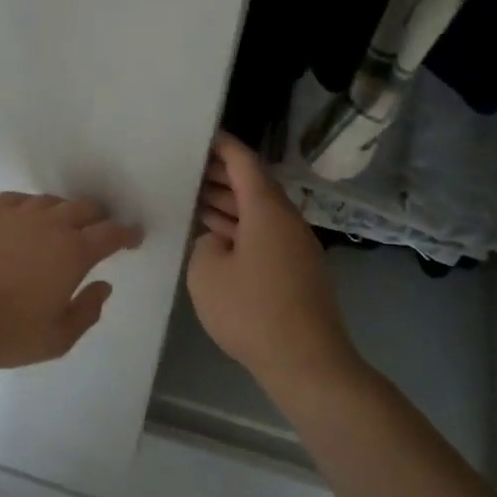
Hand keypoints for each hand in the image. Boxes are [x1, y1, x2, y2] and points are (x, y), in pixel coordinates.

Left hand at [0, 193, 143, 372]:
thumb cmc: (7, 334)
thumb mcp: (58, 339)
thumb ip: (88, 311)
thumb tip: (103, 285)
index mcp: (73, 253)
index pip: (111, 233)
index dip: (127, 233)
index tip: (133, 236)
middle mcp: (49, 224)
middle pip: (84, 207)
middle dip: (98, 217)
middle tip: (99, 229)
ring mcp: (15, 213)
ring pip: (50, 201)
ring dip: (63, 212)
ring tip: (59, 227)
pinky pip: (16, 199)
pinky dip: (29, 208)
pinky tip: (23, 220)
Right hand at [187, 133, 353, 386]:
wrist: (307, 362)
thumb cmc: (252, 311)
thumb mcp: (206, 273)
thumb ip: (206, 245)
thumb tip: (220, 241)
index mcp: (267, 211)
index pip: (245, 163)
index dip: (224, 146)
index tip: (204, 134)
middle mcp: (287, 221)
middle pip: (255, 186)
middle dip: (223, 175)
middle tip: (189, 168)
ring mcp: (296, 247)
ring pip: (260, 213)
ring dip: (231, 204)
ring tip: (196, 198)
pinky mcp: (298, 272)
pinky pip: (266, 236)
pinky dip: (241, 228)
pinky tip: (218, 238)